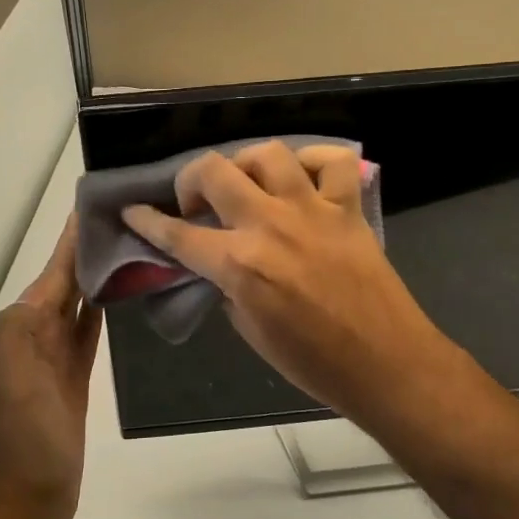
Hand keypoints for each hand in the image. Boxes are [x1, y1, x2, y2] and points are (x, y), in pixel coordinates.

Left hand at [0, 216, 102, 518]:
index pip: (53, 271)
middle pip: (66, 281)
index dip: (72, 239)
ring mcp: (56, 356)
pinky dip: (100, 309)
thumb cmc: (26, 442)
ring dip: (98, 275)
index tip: (97, 202)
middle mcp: (36, 333)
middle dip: (89, 249)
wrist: (27, 502)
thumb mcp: (18, 383)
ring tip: (131, 245)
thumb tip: (53, 288)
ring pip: (79, 302)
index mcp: (23, 327)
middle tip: (128, 216)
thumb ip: (24, 332)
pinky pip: (88, 331)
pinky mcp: (74, 377)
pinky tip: (118, 294)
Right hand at [122, 142, 464, 432]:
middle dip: (190, 180)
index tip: (133, 211)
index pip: (178, 235)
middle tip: (196, 203)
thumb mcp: (251, 332)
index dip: (148, 222)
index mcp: (240, 265)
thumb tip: (220, 266)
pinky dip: (313, 162)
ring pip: (268, 154)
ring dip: (246, 164)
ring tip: (247, 185)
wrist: (385, 364)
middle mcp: (270, 225)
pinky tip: (303, 181)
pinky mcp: (347, 209)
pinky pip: (332, 162)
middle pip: (214, 171)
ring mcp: (312, 211)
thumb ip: (228, 288)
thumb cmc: (313, 363)